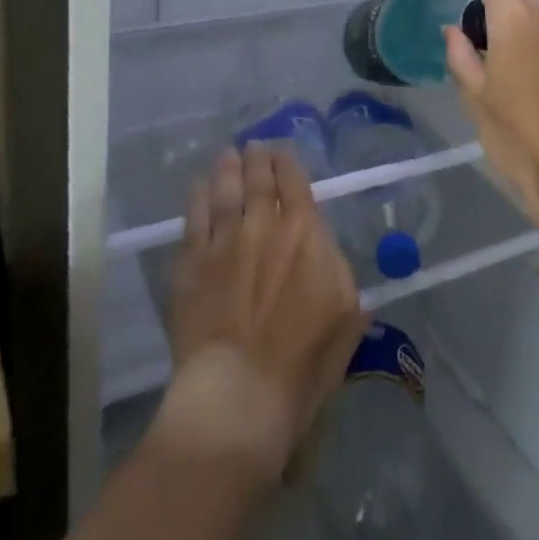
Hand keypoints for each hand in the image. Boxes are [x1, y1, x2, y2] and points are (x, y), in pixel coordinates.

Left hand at [159, 143, 366, 487]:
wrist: (240, 393)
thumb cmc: (304, 363)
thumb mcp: (347, 319)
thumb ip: (340, 277)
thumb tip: (330, 260)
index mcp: (306, 233)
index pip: (296, 182)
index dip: (288, 163)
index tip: (282, 154)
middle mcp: (264, 224)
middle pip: (259, 179)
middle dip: (257, 158)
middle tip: (254, 146)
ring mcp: (224, 240)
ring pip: (225, 189)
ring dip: (227, 168)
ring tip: (227, 154)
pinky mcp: (192, 262)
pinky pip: (194, 217)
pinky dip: (197, 196)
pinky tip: (198, 186)